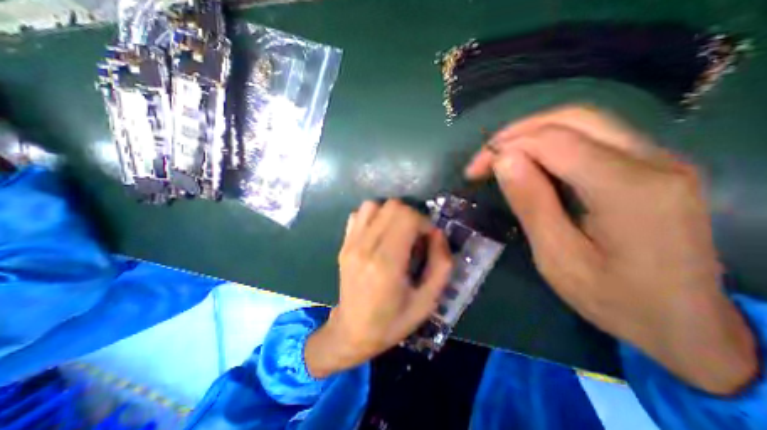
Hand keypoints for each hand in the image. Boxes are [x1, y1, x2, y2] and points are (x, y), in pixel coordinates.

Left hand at [305, 200, 450, 378]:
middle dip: (411, 216)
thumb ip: (441, 264)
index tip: (428, 239)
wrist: (352, 331)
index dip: (424, 222)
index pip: (407, 217)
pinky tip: (379, 234)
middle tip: (415, 236)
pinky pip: (359, 214)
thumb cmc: (393, 321)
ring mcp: (351, 244)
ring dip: (391, 214)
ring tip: (398, 233)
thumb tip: (437, 233)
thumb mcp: (427, 301)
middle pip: (392, 206)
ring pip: (374, 205)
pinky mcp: (344, 244)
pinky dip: (374, 216)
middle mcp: (365, 247)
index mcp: (386, 264)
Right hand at [465, 107, 756, 393]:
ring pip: (578, 121)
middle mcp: (645, 160)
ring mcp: (650, 158)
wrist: (685, 322)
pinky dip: (547, 142)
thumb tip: (506, 161)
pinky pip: (585, 136)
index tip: (475, 168)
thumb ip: (532, 200)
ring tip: (499, 157)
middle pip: (567, 118)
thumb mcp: (557, 255)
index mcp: (626, 189)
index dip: (505, 147)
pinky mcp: (641, 164)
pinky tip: (527, 162)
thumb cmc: (612, 298)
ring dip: (530, 134)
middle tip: (484, 158)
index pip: (552, 141)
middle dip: (515, 133)